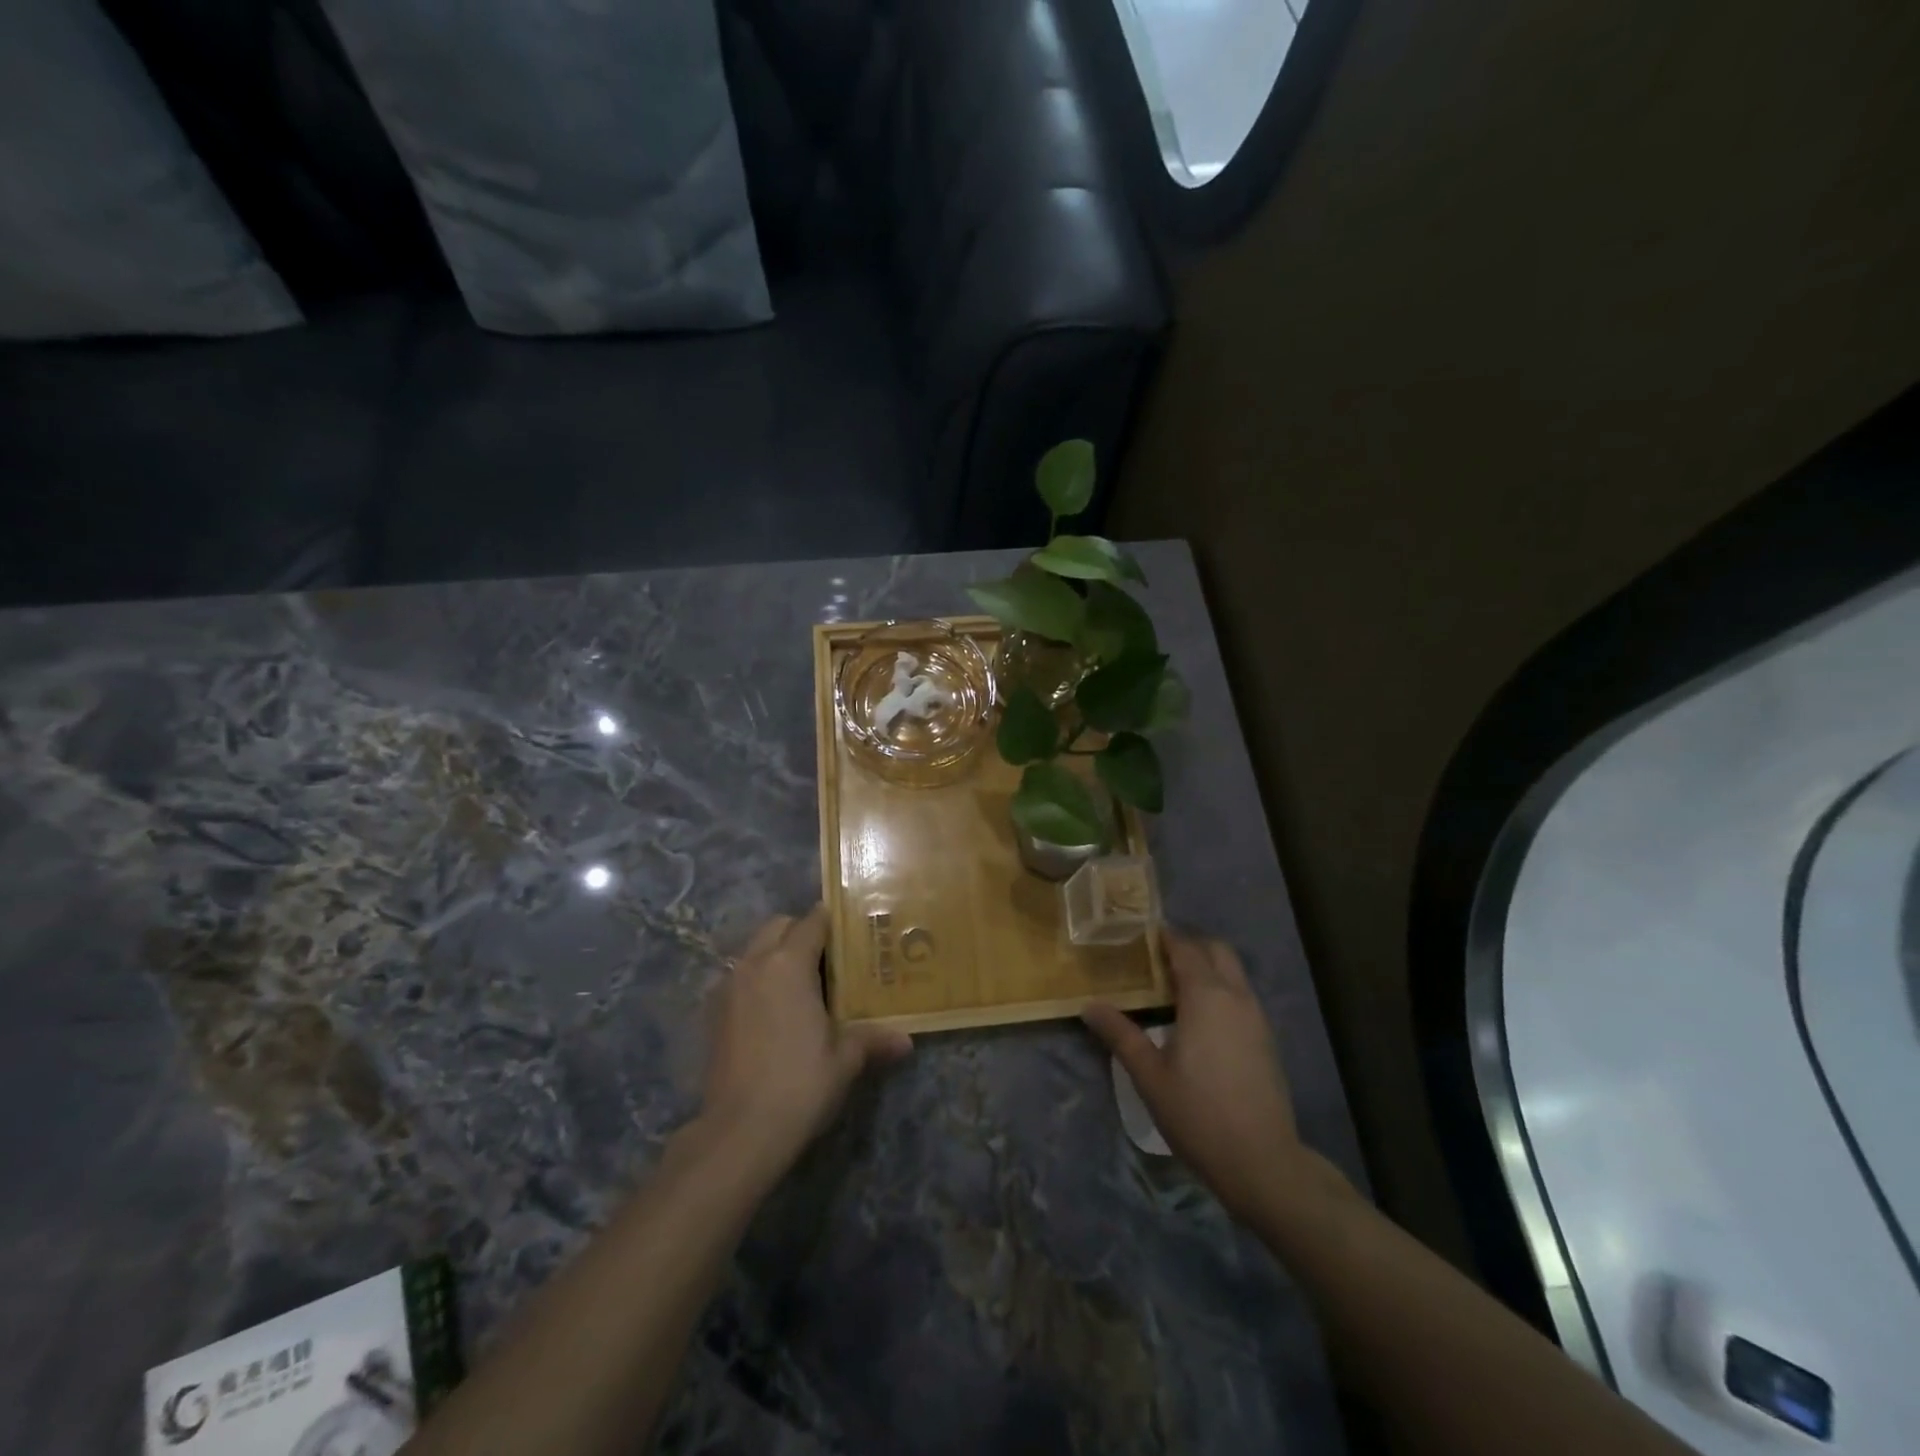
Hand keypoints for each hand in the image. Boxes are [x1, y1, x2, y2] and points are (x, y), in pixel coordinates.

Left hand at [701, 906, 911, 1169]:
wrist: (739, 1132)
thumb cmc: (800, 1084)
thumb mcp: (844, 1060)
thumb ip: (872, 1039)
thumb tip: (906, 1041)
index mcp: (788, 963)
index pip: (812, 921)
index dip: (833, 921)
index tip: (852, 930)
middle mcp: (754, 964)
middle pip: (778, 926)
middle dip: (802, 931)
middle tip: (829, 957)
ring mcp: (728, 987)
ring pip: (755, 950)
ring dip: (776, 954)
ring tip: (803, 984)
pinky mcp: (712, 1012)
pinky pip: (739, 977)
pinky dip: (757, 979)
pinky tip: (774, 1011)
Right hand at [1083, 931, 1349, 1225]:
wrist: (1262, 1162)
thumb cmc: (1198, 1114)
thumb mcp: (1149, 1075)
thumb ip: (1120, 1035)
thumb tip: (1089, 1005)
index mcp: (1206, 996)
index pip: (1185, 948)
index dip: (1164, 937)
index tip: (1140, 933)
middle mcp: (1236, 997)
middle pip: (1217, 950)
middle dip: (1190, 946)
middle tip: (1156, 958)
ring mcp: (1256, 1018)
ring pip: (1233, 973)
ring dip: (1207, 967)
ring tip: (1173, 986)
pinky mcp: (1266, 1039)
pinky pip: (1241, 995)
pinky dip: (1220, 989)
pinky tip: (1199, 1018)